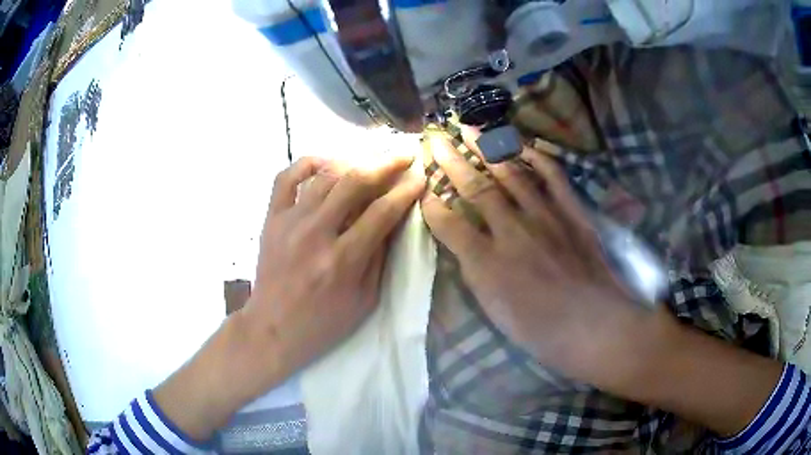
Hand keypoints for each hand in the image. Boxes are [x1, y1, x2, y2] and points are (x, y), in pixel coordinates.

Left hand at [244, 155, 424, 375]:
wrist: (273, 328)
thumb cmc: (324, 322)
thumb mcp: (365, 300)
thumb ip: (380, 257)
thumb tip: (392, 218)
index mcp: (343, 260)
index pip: (382, 212)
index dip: (405, 190)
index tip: (420, 176)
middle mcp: (316, 233)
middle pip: (355, 182)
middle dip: (385, 163)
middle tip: (403, 154)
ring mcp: (289, 222)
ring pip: (324, 175)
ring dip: (352, 163)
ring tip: (369, 161)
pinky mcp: (271, 218)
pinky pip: (286, 178)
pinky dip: (307, 164)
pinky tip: (325, 164)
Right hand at [422, 128, 648, 382]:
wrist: (595, 326)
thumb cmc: (541, 330)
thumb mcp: (496, 312)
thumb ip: (474, 273)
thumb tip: (459, 242)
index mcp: (488, 262)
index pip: (450, 224)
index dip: (432, 204)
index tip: (422, 188)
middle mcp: (513, 231)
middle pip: (476, 188)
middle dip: (451, 161)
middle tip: (436, 139)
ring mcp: (546, 217)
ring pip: (511, 174)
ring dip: (488, 150)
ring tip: (470, 130)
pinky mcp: (573, 213)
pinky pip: (554, 178)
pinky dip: (539, 159)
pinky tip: (525, 146)